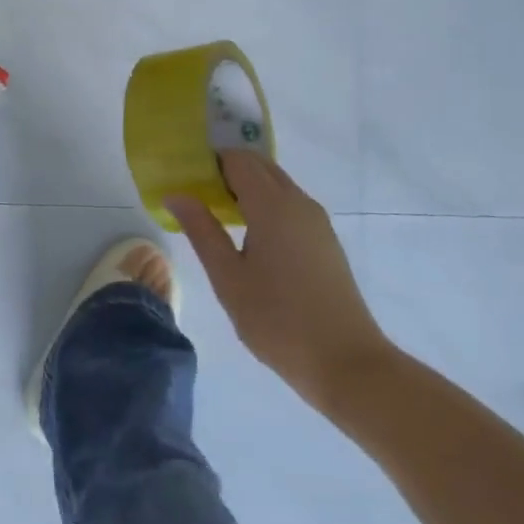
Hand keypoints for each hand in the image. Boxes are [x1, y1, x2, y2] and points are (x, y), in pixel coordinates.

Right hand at [168, 150, 391, 409]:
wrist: (347, 363)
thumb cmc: (278, 321)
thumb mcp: (228, 278)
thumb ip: (201, 230)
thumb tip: (176, 194)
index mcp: (272, 205)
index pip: (238, 160)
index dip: (209, 161)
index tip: (185, 177)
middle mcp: (298, 202)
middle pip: (259, 166)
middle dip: (227, 170)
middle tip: (196, 194)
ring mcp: (316, 220)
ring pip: (276, 184)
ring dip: (247, 187)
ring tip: (217, 215)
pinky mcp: (325, 239)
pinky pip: (289, 204)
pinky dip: (265, 204)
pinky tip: (248, 235)